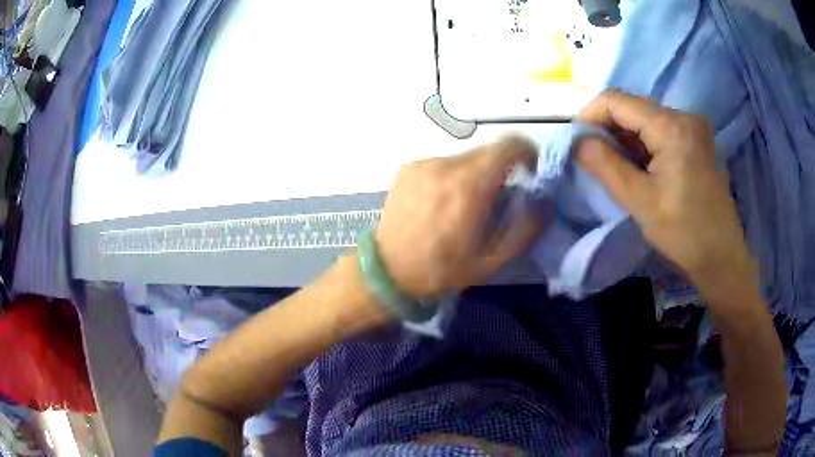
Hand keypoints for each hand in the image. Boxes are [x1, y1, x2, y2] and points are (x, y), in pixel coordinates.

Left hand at [376, 138, 541, 297]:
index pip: (509, 145)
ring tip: (467, 204)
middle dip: (502, 168)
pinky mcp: (409, 166)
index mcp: (469, 186)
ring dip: (476, 173)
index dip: (527, 152)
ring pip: (465, 157)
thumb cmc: (441, 270)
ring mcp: (424, 163)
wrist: (387, 270)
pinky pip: (443, 163)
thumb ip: (525, 229)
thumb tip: (544, 202)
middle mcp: (446, 165)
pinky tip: (442, 203)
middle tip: (500, 196)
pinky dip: (453, 175)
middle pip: (488, 151)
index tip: (530, 171)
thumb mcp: (491, 261)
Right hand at [575, 90, 758, 299]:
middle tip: (592, 157)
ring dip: (625, 137)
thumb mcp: (640, 201)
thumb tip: (577, 141)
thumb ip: (605, 165)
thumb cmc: (683, 232)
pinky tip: (638, 167)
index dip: (590, 114)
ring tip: (614, 166)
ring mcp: (693, 127)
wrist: (721, 256)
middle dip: (607, 127)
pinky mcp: (696, 140)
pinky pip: (660, 130)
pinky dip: (643, 143)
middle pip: (633, 106)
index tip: (576, 141)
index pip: (617, 100)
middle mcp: (684, 116)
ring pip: (646, 118)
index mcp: (671, 126)